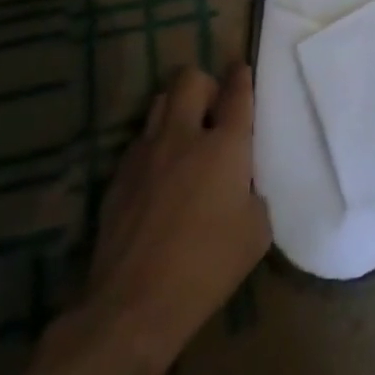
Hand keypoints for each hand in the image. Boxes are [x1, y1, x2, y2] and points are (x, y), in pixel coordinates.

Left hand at [49, 63, 269, 374]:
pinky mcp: (119, 176)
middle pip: (190, 79)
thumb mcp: (255, 233)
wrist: (132, 306)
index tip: (241, 67)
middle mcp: (184, 136)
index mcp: (224, 146)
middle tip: (213, 109)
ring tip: (185, 134)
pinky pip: (140, 141)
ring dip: (176, 108)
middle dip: (205, 84)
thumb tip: (241, 187)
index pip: (236, 93)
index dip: (241, 76)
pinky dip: (155, 145)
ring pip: (160, 102)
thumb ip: (253, 195)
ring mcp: (146, 153)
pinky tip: (160, 174)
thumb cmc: (206, 268)